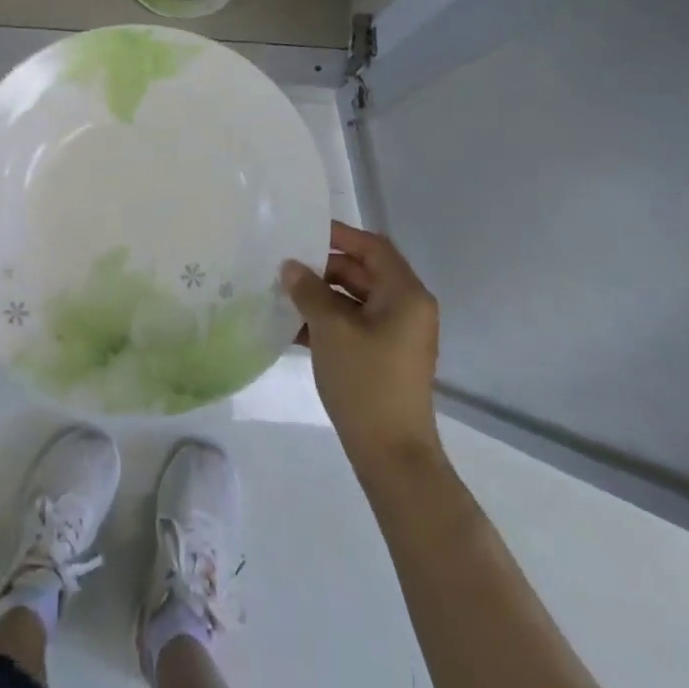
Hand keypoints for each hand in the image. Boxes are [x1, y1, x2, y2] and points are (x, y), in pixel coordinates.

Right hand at [282, 221, 442, 467]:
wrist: (392, 454)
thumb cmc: (366, 382)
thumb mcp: (331, 330)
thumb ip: (309, 291)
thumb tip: (290, 266)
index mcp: (405, 295)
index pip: (373, 248)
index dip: (339, 235)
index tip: (302, 233)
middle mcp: (407, 308)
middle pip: (363, 273)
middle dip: (324, 269)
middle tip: (285, 267)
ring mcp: (397, 335)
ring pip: (355, 301)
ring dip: (321, 297)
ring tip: (282, 296)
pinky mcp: (385, 357)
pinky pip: (355, 325)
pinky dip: (328, 322)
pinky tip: (293, 328)